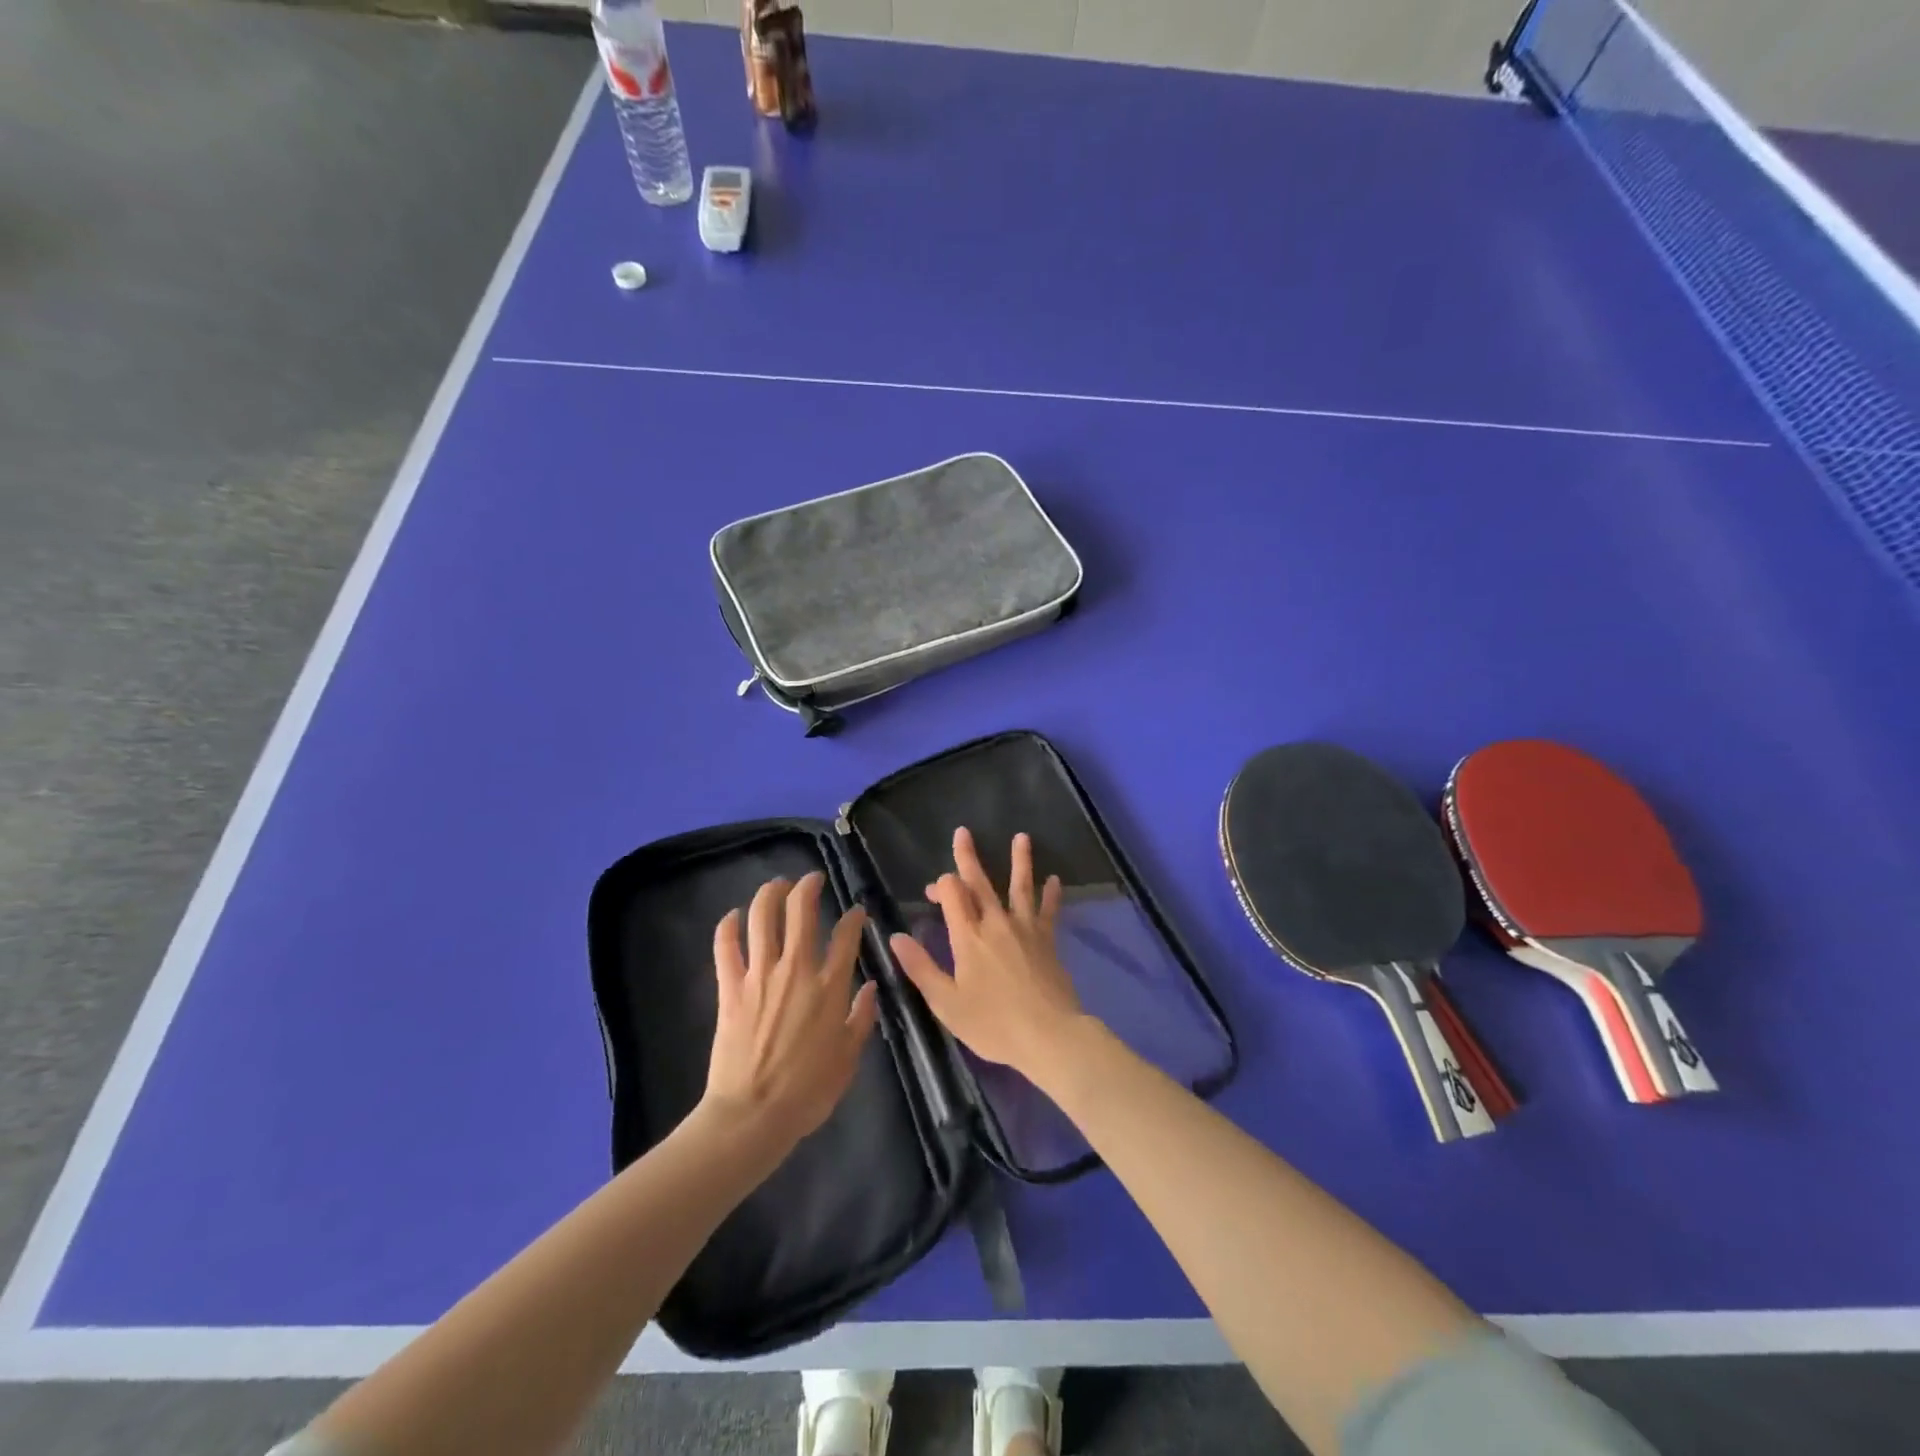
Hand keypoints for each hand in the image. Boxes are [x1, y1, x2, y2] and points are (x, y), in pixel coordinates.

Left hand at [704, 872, 879, 1147]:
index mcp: (830, 987)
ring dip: (770, 893)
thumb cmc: (807, 1092)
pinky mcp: (731, 988)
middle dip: (808, 887)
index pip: (846, 935)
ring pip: (762, 918)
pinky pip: (726, 947)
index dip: (853, 917)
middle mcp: (796, 970)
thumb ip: (861, 1018)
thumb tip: (871, 988)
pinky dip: (727, 926)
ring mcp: (760, 975)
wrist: (753, 1115)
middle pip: (801, 911)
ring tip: (778, 885)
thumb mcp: (848, 1059)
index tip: (856, 911)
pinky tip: (732, 916)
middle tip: (812, 880)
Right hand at [889, 827, 1084, 1076]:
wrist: (1049, 1036)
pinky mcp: (1047, 940)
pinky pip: (1048, 911)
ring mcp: (1025, 929)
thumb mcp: (946, 1003)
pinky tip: (1055, 880)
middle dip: (968, 857)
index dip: (941, 885)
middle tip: (963, 832)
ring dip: (1020, 861)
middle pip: (980, 883)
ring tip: (1022, 837)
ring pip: (1020, 887)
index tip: (933, 892)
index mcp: (968, 937)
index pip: (952, 895)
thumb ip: (921, 968)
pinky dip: (1051, 895)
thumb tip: (895, 936)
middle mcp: (996, 923)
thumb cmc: (993, 1024)